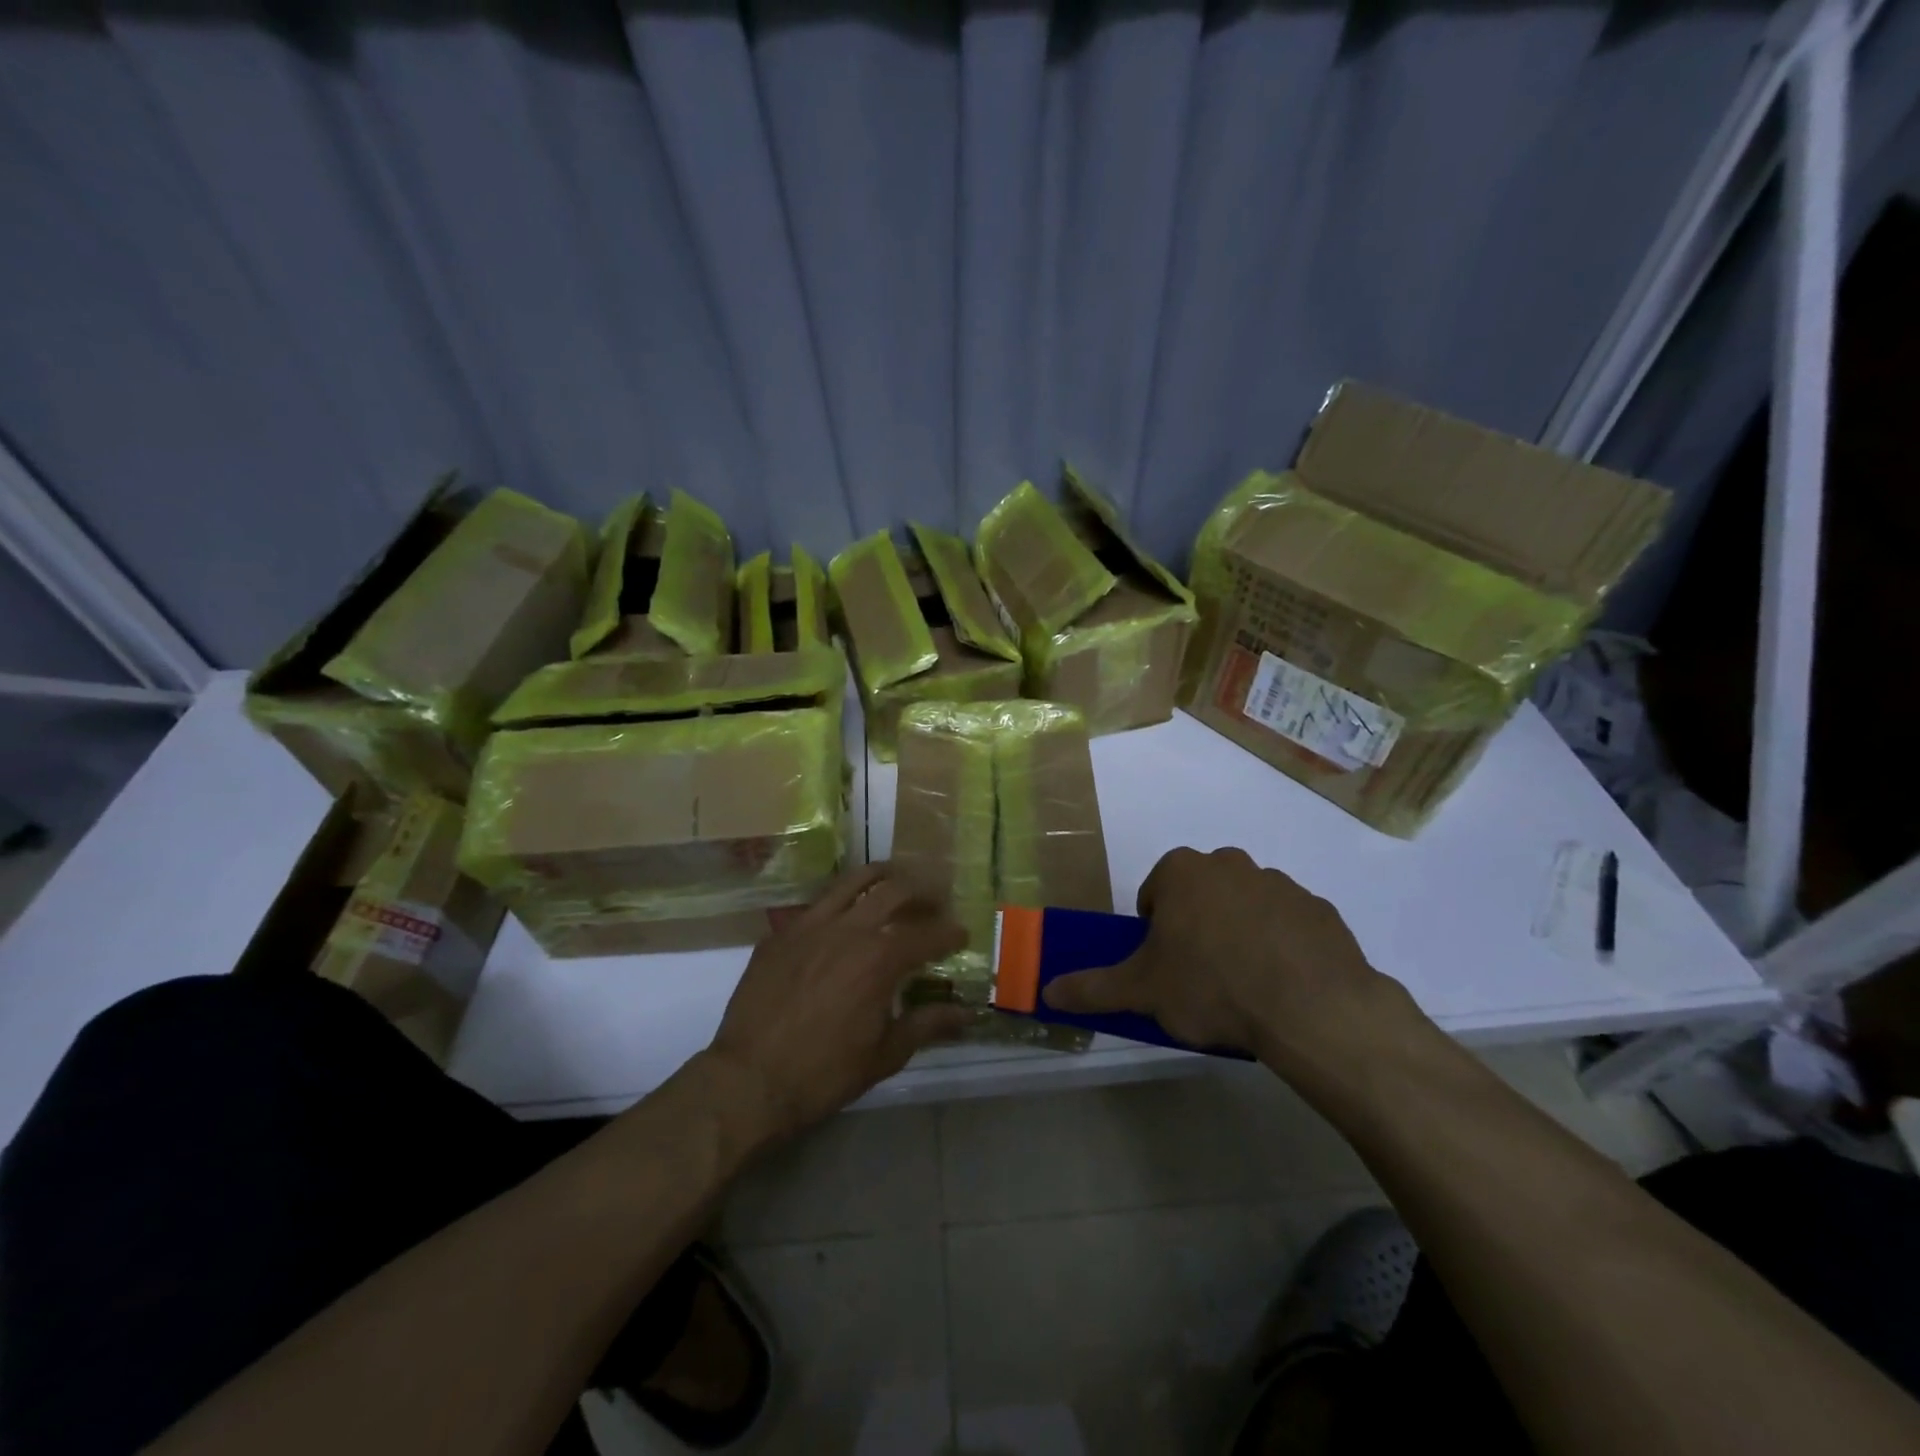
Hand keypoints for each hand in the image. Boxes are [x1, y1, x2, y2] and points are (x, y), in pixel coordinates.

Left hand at [702, 863, 970, 1144]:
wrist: (748, 1080)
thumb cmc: (824, 1073)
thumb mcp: (885, 1055)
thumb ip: (928, 1025)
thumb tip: (967, 1014)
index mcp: (880, 959)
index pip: (927, 934)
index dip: (949, 932)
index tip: (961, 934)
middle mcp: (848, 929)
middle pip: (893, 891)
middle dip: (921, 891)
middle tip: (934, 900)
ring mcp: (809, 926)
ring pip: (851, 882)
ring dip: (880, 877)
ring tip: (894, 878)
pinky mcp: (780, 934)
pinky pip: (816, 905)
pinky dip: (839, 902)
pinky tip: (842, 914)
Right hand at [1041, 847, 1433, 1095]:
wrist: (1311, 1007)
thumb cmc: (1211, 986)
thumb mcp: (1142, 991)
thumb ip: (1092, 987)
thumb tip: (1046, 990)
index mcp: (1183, 871)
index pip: (1155, 893)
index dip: (1154, 931)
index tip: (1165, 966)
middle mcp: (1230, 864)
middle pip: (1201, 896)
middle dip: (1197, 928)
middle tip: (1200, 978)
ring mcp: (1280, 884)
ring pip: (1246, 907)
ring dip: (1239, 935)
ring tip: (1245, 988)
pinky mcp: (1321, 910)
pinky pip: (1289, 926)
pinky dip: (1282, 948)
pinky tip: (1284, 987)